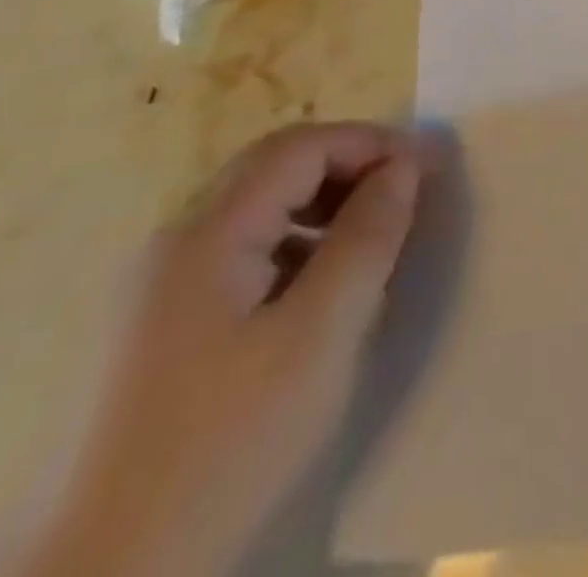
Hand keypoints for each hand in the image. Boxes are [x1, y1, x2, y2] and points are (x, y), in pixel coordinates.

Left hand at [0, 123, 421, 576]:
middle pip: (275, 167)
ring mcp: (157, 288)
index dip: (372, 143)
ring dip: (325, 204)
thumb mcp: (320, 335)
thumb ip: (367, 238)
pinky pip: (241, 252)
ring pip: (258, 208)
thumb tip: (403, 166)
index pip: (301, 146)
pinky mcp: (157, 330)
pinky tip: (320, 293)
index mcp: (207, 236)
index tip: (430, 170)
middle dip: (350, 166)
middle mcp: (174, 244)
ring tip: (374, 242)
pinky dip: (296, 244)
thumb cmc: (224, 445)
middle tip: (408, 196)